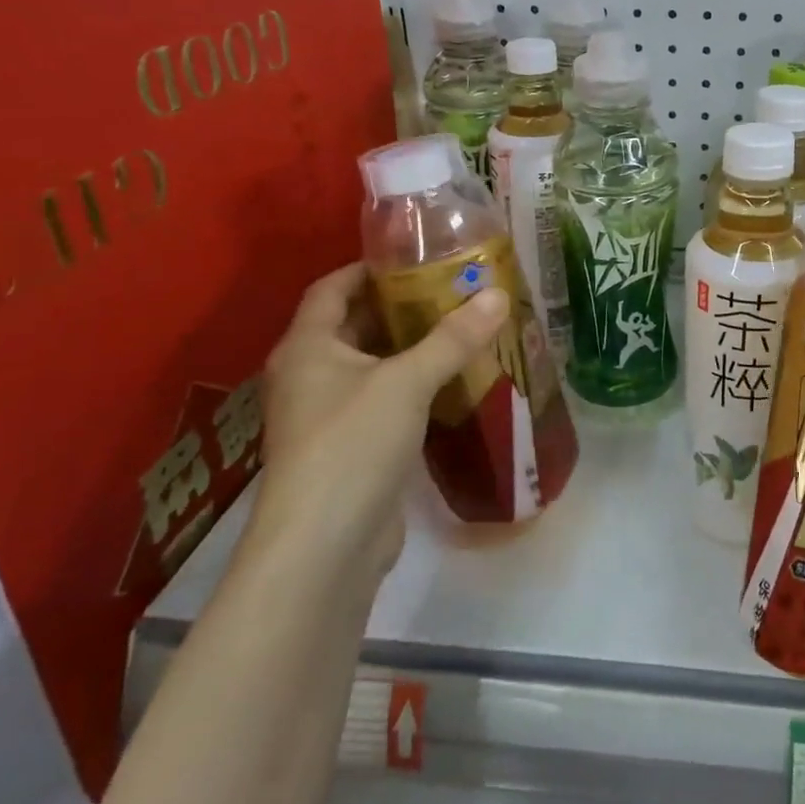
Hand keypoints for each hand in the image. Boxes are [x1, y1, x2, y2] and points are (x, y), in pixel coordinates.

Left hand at [252, 265, 508, 585]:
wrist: (325, 546)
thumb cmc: (353, 444)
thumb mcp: (407, 382)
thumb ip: (453, 338)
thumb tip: (497, 294)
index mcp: (307, 347)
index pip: (332, 288)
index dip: (369, 268)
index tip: (416, 257)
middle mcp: (310, 374)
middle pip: (354, 325)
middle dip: (400, 306)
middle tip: (453, 289)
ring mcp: (328, 414)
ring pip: (372, 365)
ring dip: (410, 347)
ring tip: (461, 327)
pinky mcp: (351, 446)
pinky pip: (383, 399)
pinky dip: (413, 384)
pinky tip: (452, 380)